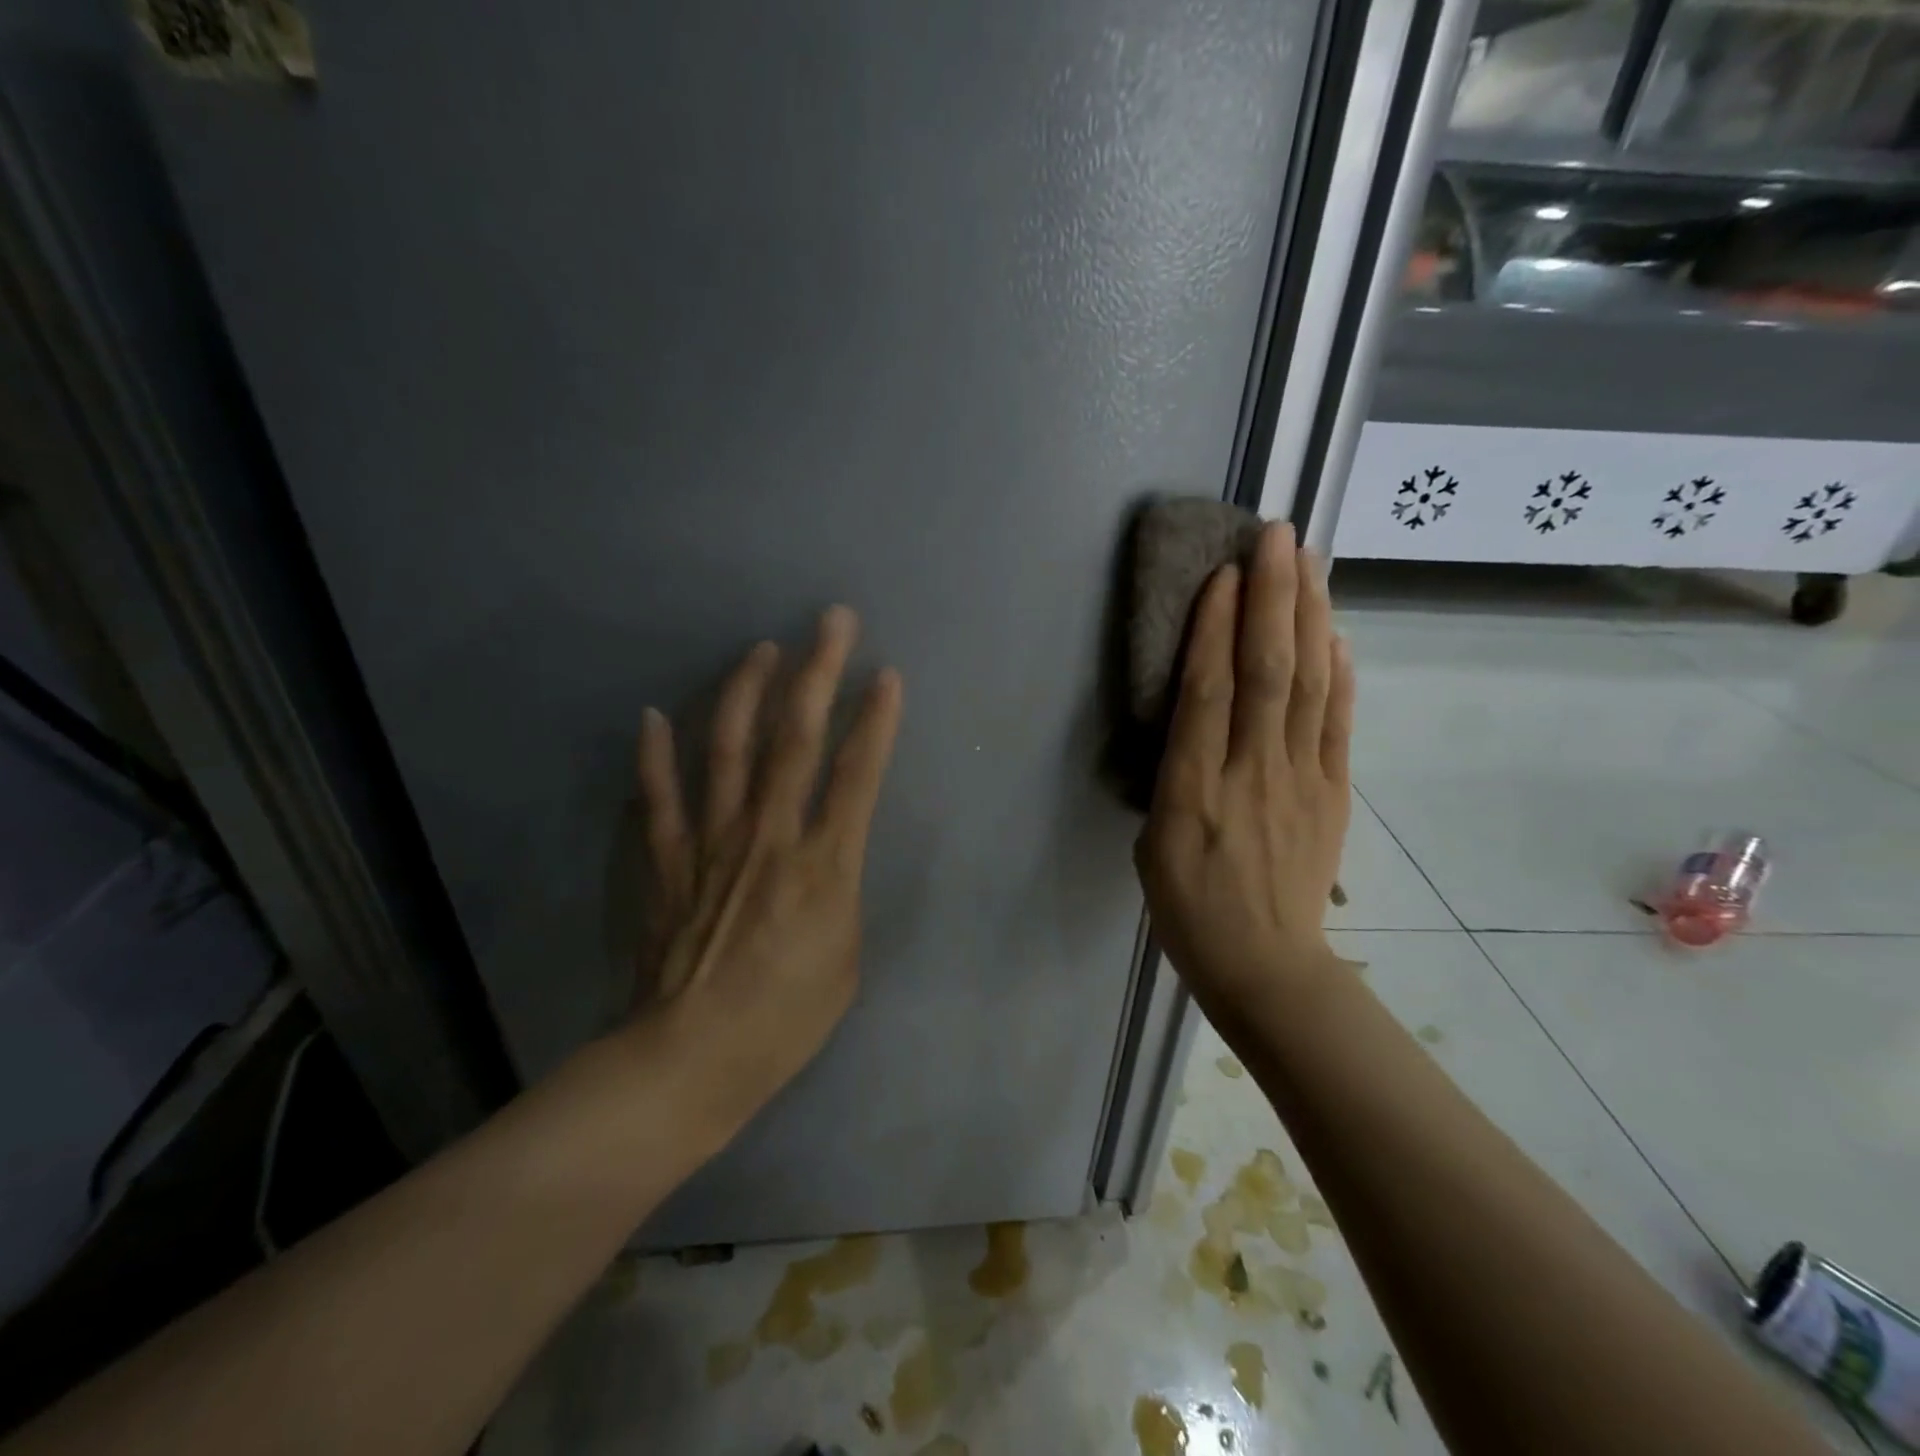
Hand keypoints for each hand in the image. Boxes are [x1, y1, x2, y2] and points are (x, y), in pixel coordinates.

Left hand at [630, 606, 902, 1131]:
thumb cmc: (786, 1017)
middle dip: (818, 673)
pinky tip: (652, 716)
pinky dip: (654, 755)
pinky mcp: (669, 860)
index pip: (857, 774)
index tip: (887, 674)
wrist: (693, 1057)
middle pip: (796, 739)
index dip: (876, 720)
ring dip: (747, 692)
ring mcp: (712, 841)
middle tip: (831, 620)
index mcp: (824, 864)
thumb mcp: (847, 956)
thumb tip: (830, 852)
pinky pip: (659, 797)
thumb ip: (842, 889)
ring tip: (761, 650)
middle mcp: (769, 835)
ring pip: (729, 749)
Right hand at [1135, 523, 1353, 1012]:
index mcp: (1194, 791)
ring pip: (1310, 686)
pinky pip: (1339, 723)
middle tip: (1277, 537)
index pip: (1208, 693)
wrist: (1265, 966)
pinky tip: (1337, 633)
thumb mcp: (1153, 844)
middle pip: (1268, 673)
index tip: (1224, 574)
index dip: (1216, 629)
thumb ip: (1173, 775)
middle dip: (1273, 599)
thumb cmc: (1190, 908)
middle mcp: (1252, 774)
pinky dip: (1341, 673)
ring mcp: (1302, 781)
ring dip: (1310, 618)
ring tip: (1311, 563)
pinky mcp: (1335, 792)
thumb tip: (1195, 716)